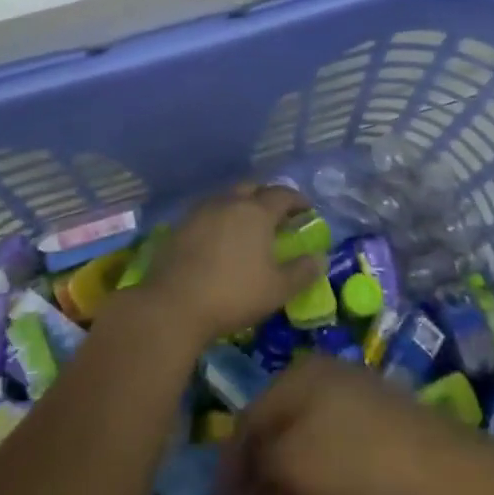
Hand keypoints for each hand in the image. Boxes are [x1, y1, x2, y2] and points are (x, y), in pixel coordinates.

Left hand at [142, 184, 323, 345]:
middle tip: (277, 215)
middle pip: (252, 189)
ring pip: (226, 198)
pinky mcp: (180, 226)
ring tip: (248, 225)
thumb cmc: (233, 295)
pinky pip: (207, 213)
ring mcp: (200, 212)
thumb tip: (320, 258)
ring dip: (241, 205)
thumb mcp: (277, 290)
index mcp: (256, 212)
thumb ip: (302, 272)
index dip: (298, 200)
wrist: (173, 305)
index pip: (282, 195)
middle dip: (267, 197)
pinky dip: (220, 218)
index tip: (307, 209)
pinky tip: (220, 238)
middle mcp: (228, 203)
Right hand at [220, 357, 480, 494]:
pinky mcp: (374, 411)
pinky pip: (327, 435)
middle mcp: (320, 371)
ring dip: (284, 469)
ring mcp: (350, 388)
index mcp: (296, 374)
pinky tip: (313, 493)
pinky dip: (312, 465)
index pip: (249, 417)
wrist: (439, 463)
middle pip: (275, 422)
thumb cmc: (357, 460)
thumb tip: (238, 475)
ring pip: (302, 430)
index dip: (232, 462)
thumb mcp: (295, 464)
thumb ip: (258, 465)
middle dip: (258, 467)